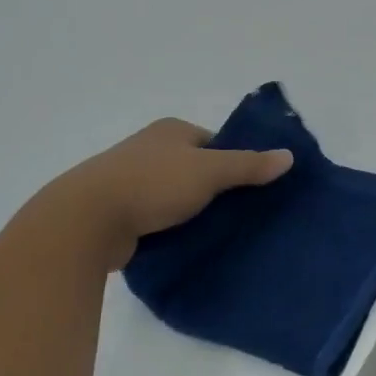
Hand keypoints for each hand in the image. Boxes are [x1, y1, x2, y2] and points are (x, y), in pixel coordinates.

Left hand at [24, 119, 292, 268]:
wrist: (87, 220)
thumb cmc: (152, 183)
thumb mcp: (209, 171)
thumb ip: (249, 166)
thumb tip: (289, 156)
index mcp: (170, 131)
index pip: (214, 143)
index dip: (234, 163)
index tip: (252, 188)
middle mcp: (149, 149)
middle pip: (196, 168)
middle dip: (215, 189)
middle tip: (242, 214)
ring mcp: (130, 180)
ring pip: (175, 195)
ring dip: (192, 212)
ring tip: (219, 233)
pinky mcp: (119, 212)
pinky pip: (156, 218)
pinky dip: (171, 229)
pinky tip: (187, 245)